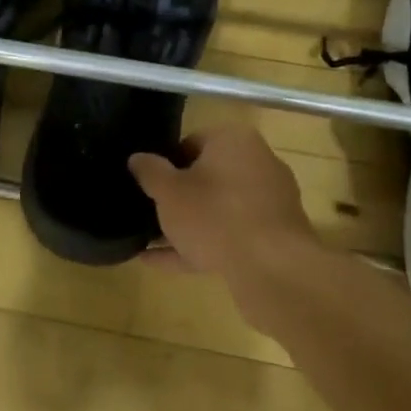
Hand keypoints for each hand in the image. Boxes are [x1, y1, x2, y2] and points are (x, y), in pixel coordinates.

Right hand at [129, 126, 316, 326]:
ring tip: (150, 243)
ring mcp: (269, 202)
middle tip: (150, 212)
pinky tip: (163, 263)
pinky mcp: (274, 236)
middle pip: (208, 176)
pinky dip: (200, 246)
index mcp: (233, 141)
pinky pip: (230, 235)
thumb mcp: (169, 192)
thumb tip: (137, 158)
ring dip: (187, 225)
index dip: (166, 163)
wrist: (272, 269)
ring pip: (218, 209)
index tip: (149, 185)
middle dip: (178, 197)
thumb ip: (150, 171)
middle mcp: (257, 163)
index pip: (191, 142)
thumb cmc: (215, 215)